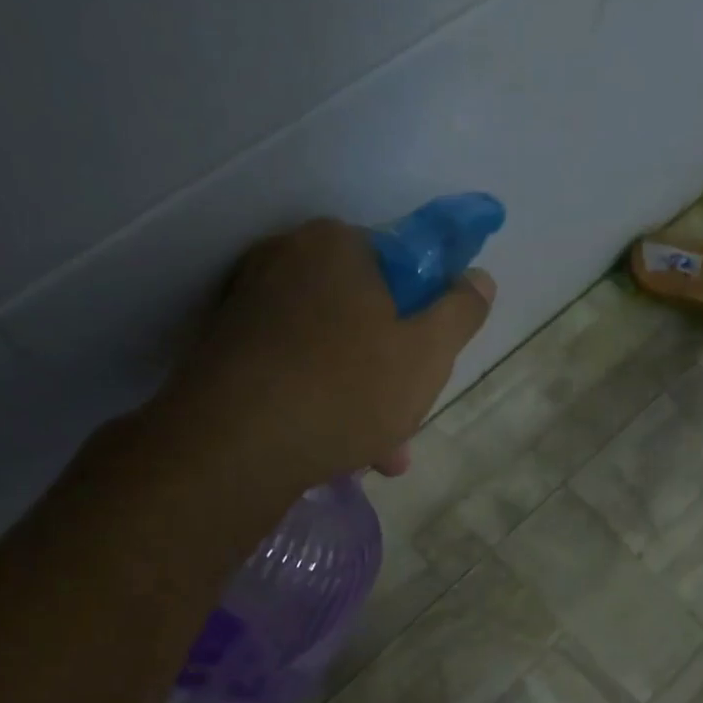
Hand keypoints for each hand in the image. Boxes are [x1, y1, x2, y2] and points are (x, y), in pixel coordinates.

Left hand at [164, 218, 493, 485]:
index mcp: (336, 245)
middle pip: (364, 314)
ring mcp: (247, 306)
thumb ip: (461, 312)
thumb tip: (478, 278)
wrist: (234, 445)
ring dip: (360, 401)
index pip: (401, 267)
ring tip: (376, 457)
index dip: (426, 319)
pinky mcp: (224, 351)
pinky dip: (318, 403)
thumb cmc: (347, 389)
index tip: (429, 366)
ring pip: (329, 351)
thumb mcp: (428, 354)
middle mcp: (285, 260)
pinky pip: (292, 371)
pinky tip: (333, 450)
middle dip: (392, 374)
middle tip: (404, 427)